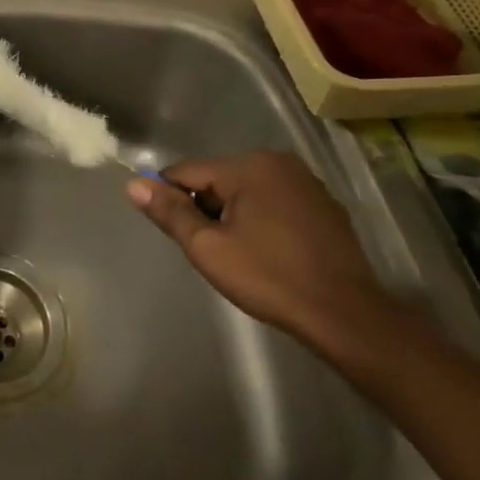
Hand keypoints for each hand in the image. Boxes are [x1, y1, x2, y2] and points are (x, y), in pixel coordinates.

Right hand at [125, 151, 399, 353]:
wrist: (347, 316)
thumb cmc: (270, 278)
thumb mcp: (208, 247)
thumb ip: (170, 212)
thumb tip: (133, 184)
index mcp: (248, 166)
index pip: (187, 172)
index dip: (172, 200)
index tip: (179, 234)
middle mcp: (278, 163)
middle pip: (217, 179)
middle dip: (207, 209)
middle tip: (213, 249)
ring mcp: (306, 183)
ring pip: (246, 191)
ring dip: (234, 215)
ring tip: (241, 254)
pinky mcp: (325, 206)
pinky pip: (274, 203)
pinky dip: (262, 220)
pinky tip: (269, 252)